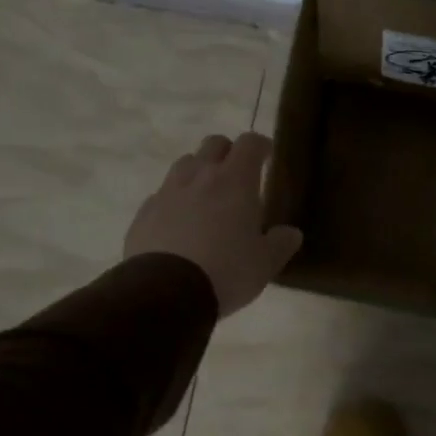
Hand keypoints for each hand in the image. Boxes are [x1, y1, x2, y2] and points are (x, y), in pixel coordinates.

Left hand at [124, 132, 302, 317]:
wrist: (165, 291)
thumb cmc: (226, 271)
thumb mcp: (265, 264)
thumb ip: (281, 244)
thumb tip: (292, 233)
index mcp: (235, 181)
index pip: (249, 143)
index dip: (260, 146)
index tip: (267, 156)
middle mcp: (200, 176)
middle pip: (213, 144)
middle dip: (228, 153)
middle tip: (238, 176)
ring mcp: (168, 192)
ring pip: (185, 165)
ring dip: (199, 172)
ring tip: (207, 199)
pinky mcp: (144, 212)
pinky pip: (162, 195)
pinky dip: (175, 200)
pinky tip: (180, 224)